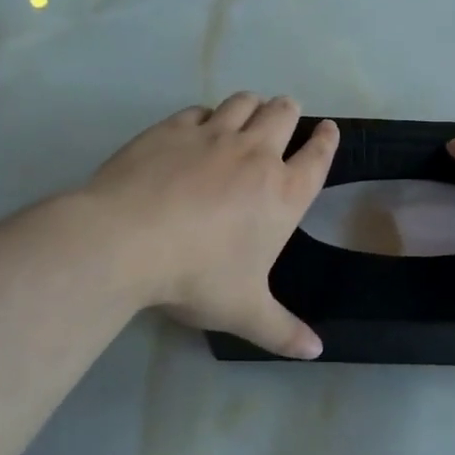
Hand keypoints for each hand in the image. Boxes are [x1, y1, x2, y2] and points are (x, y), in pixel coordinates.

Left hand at [83, 93, 338, 357]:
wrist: (126, 241)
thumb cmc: (197, 276)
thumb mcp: (244, 312)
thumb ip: (282, 331)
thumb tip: (316, 352)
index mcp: (283, 193)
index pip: (318, 157)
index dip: (327, 140)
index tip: (328, 129)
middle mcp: (256, 155)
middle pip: (284, 114)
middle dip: (290, 112)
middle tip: (286, 116)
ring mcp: (213, 136)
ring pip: (244, 103)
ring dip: (252, 105)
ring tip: (249, 112)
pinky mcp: (173, 128)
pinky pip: (200, 110)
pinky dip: (207, 115)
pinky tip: (199, 127)